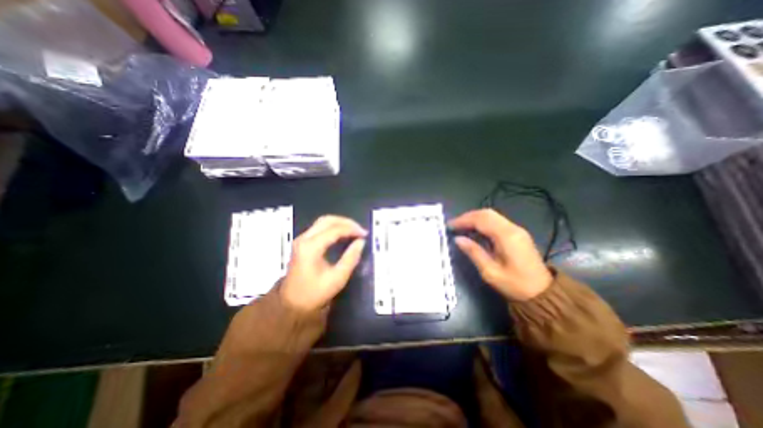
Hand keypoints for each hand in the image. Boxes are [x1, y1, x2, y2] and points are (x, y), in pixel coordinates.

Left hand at [280, 216, 365, 311]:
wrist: (292, 305)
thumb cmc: (315, 293)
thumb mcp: (337, 278)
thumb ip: (351, 258)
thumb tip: (361, 242)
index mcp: (311, 247)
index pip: (335, 229)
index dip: (352, 229)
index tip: (365, 234)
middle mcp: (304, 238)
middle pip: (327, 220)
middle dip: (346, 222)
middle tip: (360, 230)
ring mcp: (301, 239)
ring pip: (323, 222)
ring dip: (340, 223)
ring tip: (354, 231)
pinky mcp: (302, 243)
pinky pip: (319, 228)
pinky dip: (333, 227)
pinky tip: (343, 234)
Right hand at [448, 207, 551, 299]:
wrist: (543, 294)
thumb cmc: (515, 285)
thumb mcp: (490, 272)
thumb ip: (474, 253)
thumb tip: (457, 239)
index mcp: (506, 237)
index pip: (481, 220)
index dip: (463, 220)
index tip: (449, 226)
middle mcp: (513, 228)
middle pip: (486, 213)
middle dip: (468, 217)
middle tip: (454, 225)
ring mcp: (517, 230)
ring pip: (492, 215)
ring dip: (474, 218)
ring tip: (461, 227)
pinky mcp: (517, 233)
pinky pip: (496, 221)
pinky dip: (482, 222)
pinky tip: (475, 231)